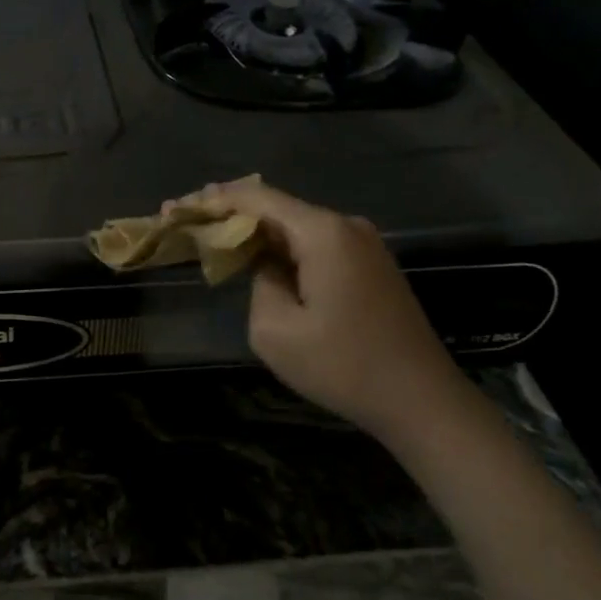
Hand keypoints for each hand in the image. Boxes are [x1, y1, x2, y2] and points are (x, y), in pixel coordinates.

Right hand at [178, 178, 463, 440]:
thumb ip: (259, 283)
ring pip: (295, 226)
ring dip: (255, 232)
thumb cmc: (345, 366)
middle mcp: (345, 225)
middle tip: (187, 219)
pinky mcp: (371, 265)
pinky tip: (258, 257)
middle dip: (229, 213)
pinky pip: (315, 244)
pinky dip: (282, 248)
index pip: (257, 198)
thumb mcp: (275, 331)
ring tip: (214, 237)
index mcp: (323, 232)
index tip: (177, 207)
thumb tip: (269, 269)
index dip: (213, 200)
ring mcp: (364, 244)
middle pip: (276, 207)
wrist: (423, 401)